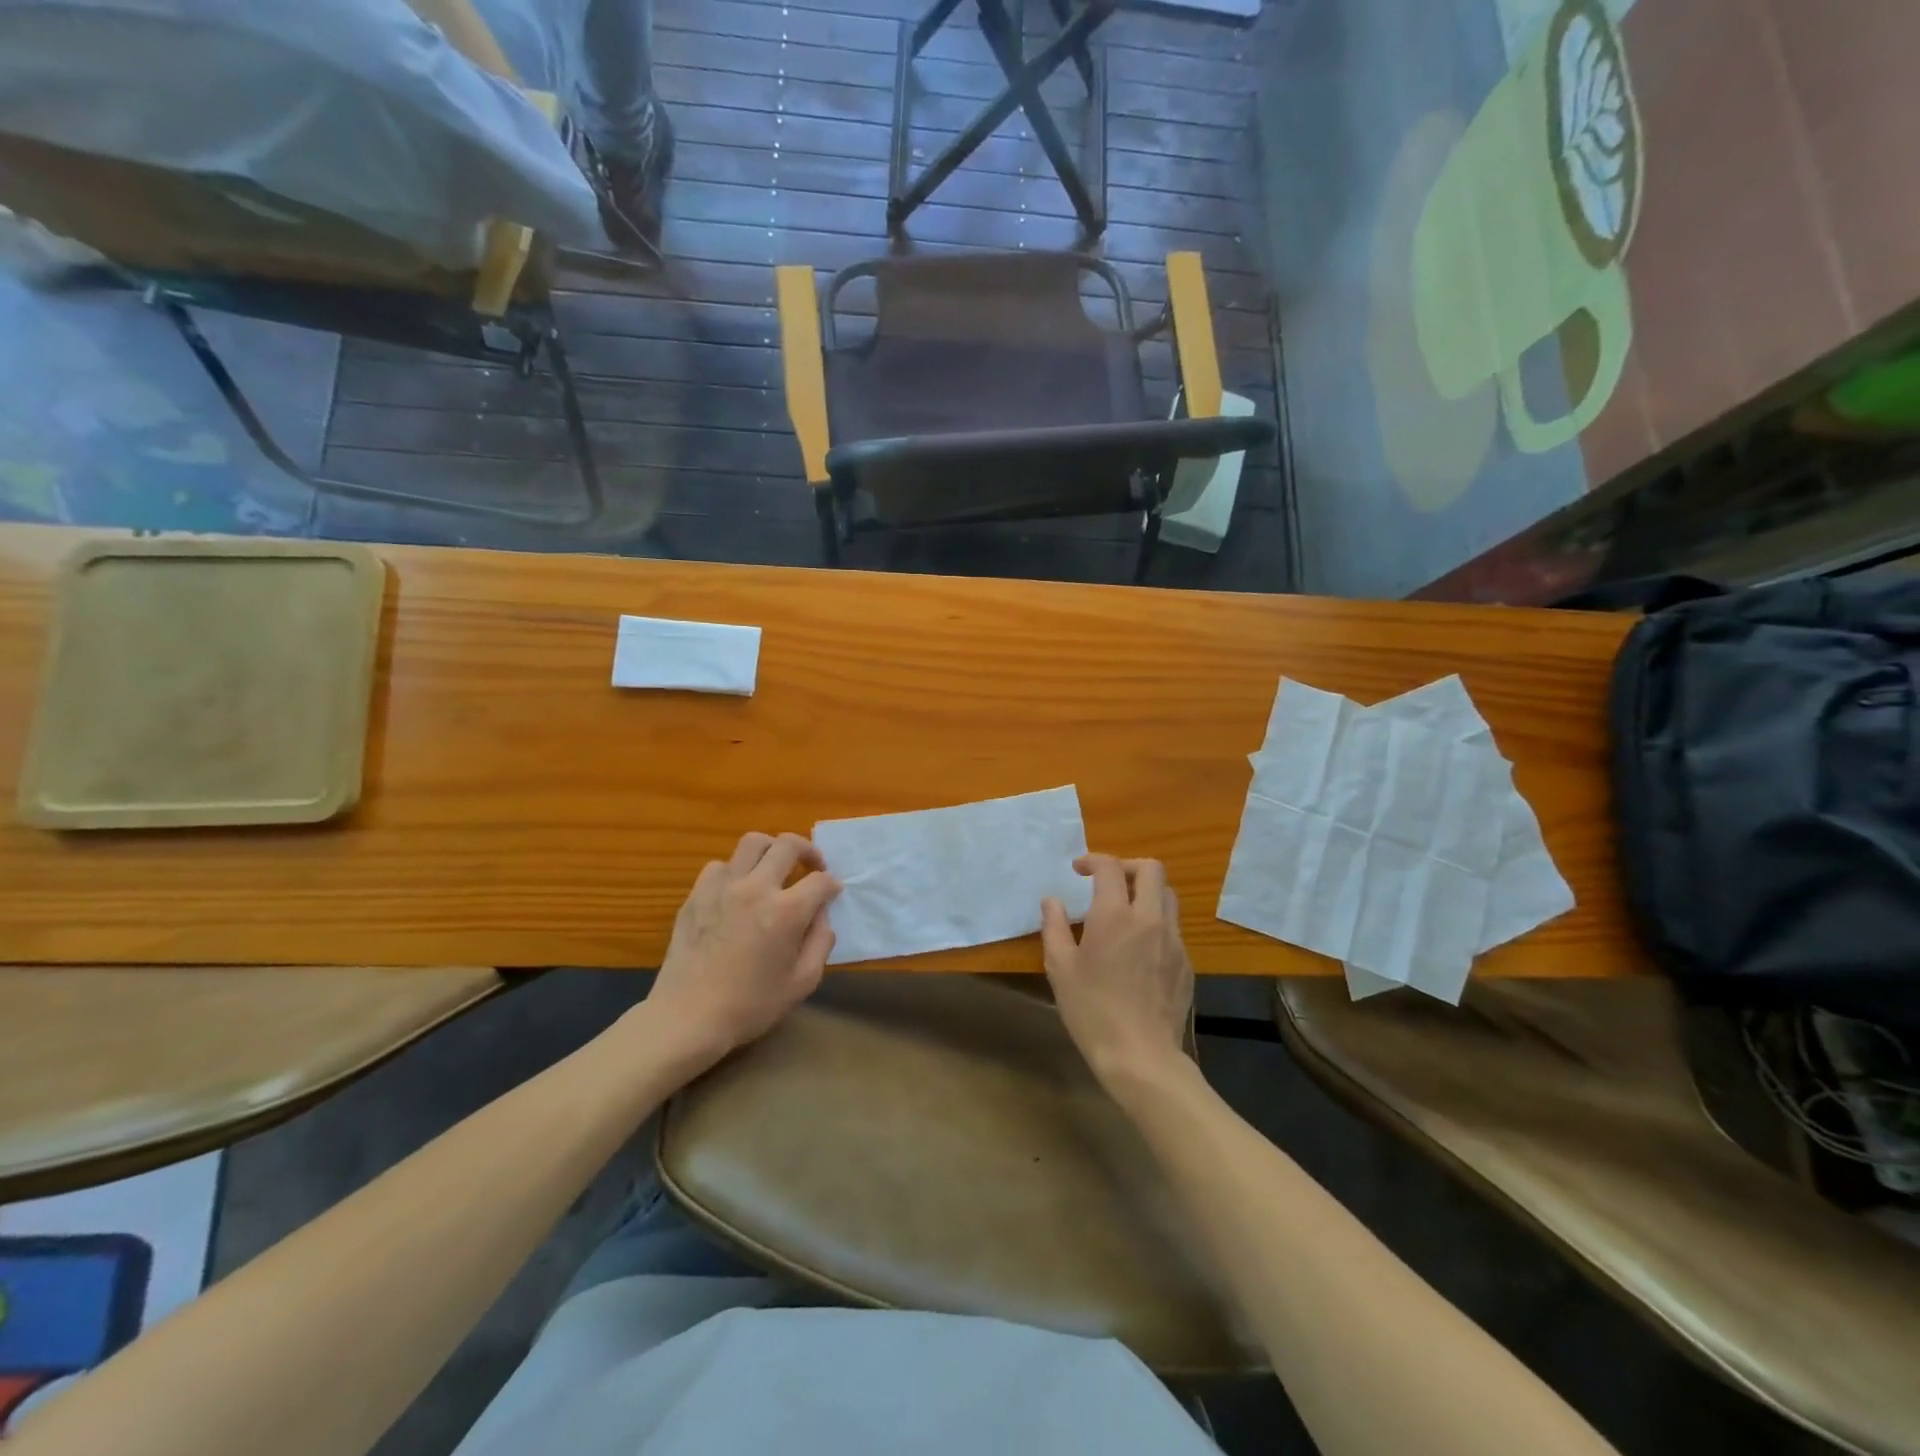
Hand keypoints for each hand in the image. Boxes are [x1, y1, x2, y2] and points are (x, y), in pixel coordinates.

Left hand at [643, 831, 840, 1064]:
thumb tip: (821, 915)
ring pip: (752, 842)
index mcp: (786, 911)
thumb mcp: (802, 982)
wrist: (688, 1017)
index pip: (821, 880)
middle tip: (811, 866)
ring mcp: (722, 887)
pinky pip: (720, 865)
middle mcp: (756, 888)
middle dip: (808, 850)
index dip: (832, 885)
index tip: (832, 894)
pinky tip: (738, 890)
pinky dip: (735, 870)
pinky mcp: (697, 894)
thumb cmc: (751, 1005)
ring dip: (770, 850)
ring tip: (774, 867)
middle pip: (787, 844)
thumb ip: (820, 942)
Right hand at [1041, 854, 1193, 1092]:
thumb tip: (1052, 900)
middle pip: (1151, 869)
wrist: (1141, 1055)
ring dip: (1147, 892)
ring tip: (1126, 911)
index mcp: (1115, 915)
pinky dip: (1156, 923)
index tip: (1078, 870)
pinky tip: (1140, 948)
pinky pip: (1173, 928)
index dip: (1093, 860)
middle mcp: (1149, 918)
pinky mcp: (1186, 963)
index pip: (1110, 867)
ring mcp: (1173, 940)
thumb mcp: (1060, 968)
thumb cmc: (1092, 1010)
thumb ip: (1054, 927)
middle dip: (1128, 866)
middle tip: (1107, 882)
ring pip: (1168, 895)